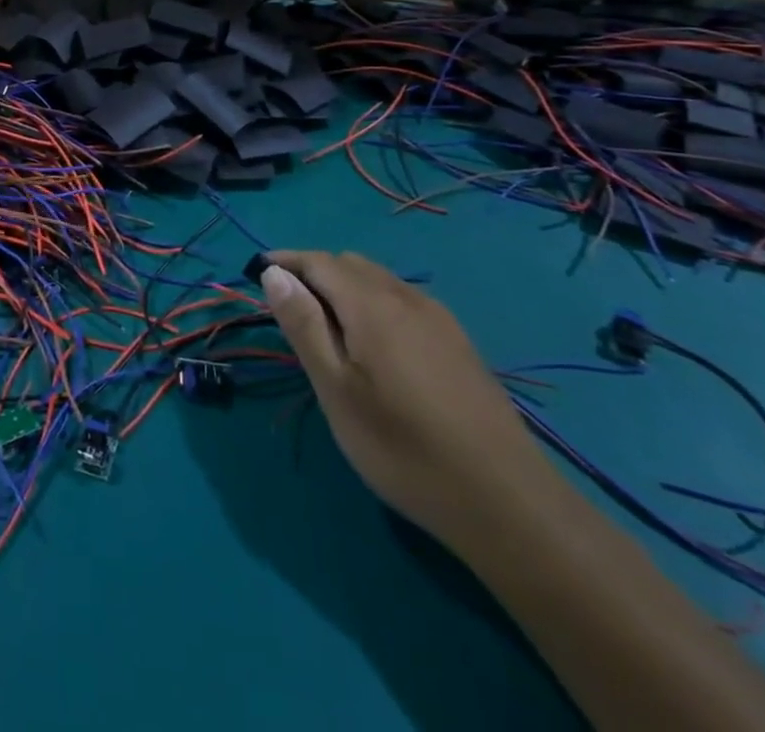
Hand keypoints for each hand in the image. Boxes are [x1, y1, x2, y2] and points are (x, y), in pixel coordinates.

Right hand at [256, 250, 557, 550]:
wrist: (508, 504)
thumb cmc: (403, 448)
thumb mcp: (336, 390)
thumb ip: (303, 325)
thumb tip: (274, 273)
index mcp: (372, 304)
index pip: (319, 261)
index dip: (285, 261)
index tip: (256, 273)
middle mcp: (407, 298)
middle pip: (350, 264)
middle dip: (313, 273)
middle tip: (288, 308)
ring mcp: (440, 320)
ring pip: (380, 281)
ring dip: (344, 288)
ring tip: (325, 328)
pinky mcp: (459, 344)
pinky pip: (404, 302)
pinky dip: (374, 304)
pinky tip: (374, 346)